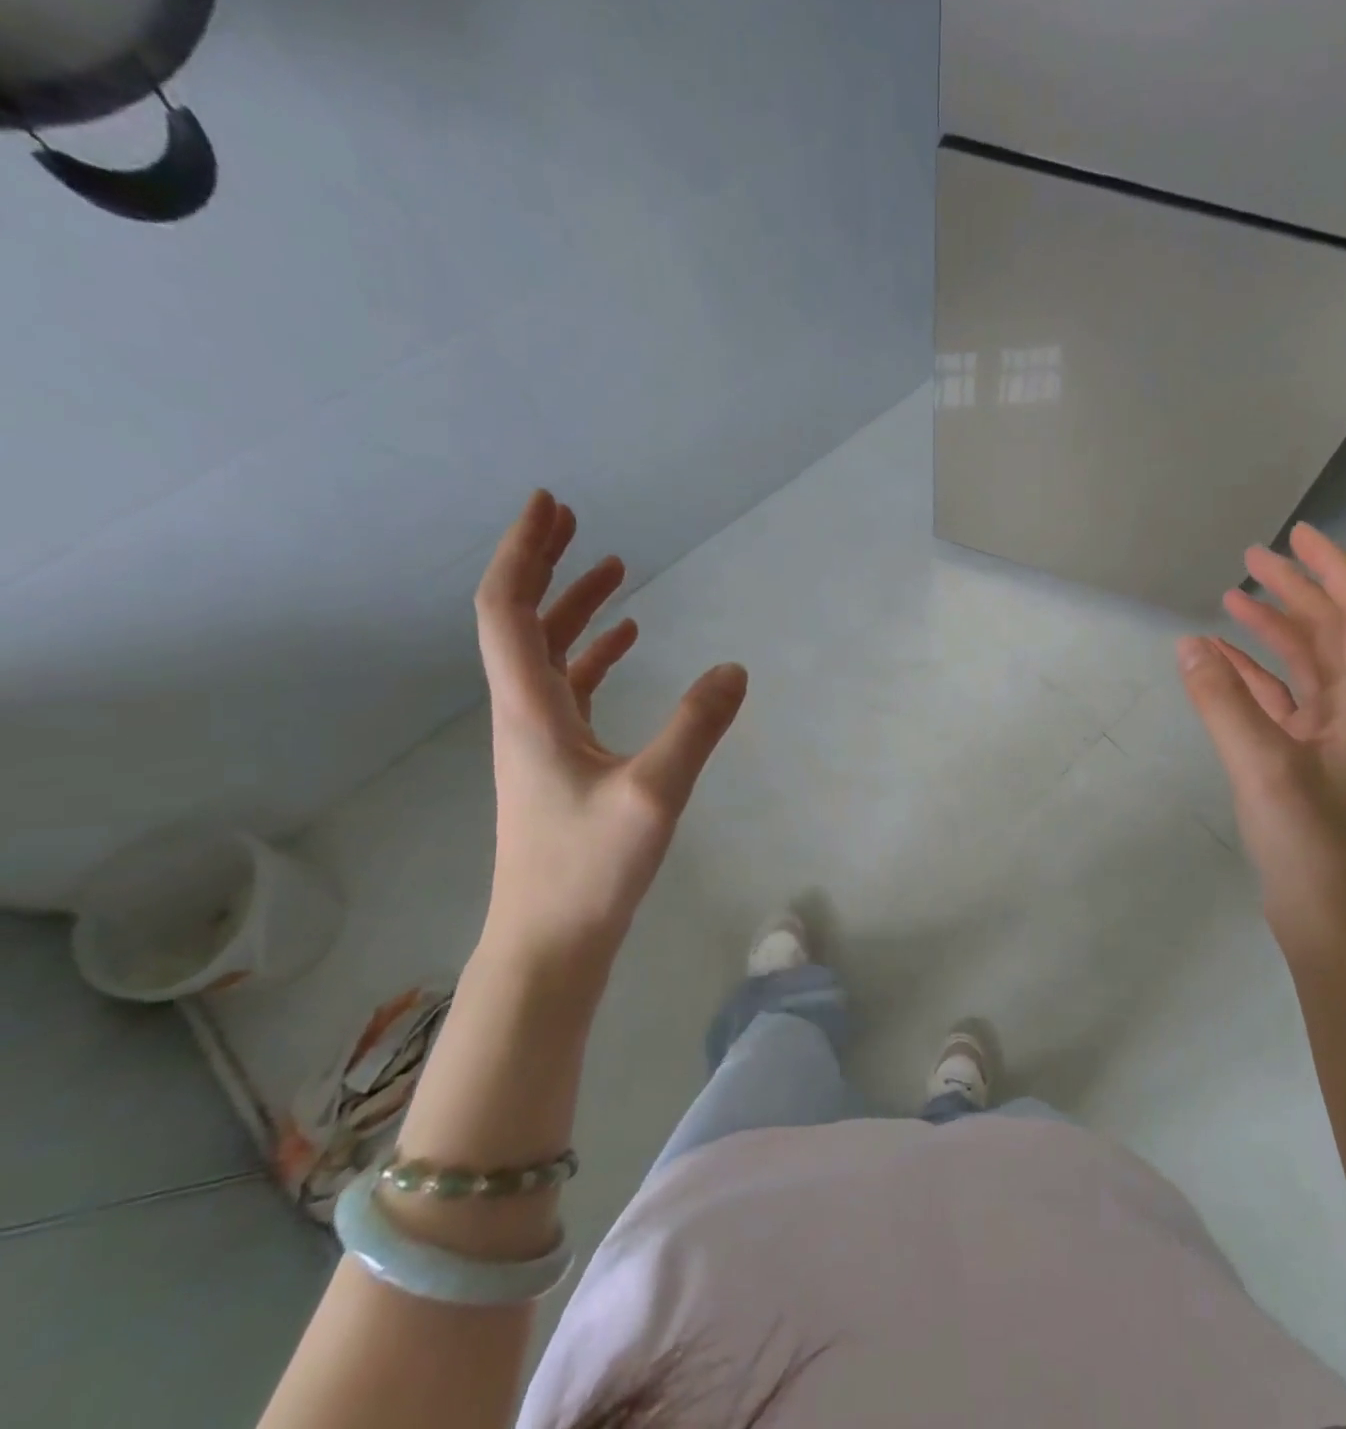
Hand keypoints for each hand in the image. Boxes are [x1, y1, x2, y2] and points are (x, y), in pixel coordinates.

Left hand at [474, 491, 746, 965]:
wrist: (550, 942)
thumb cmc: (589, 869)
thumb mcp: (655, 793)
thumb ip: (697, 726)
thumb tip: (735, 668)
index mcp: (531, 709)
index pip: (508, 610)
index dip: (524, 552)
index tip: (550, 505)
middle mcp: (526, 713)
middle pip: (521, 621)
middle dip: (546, 565)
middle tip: (574, 519)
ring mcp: (541, 739)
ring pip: (549, 654)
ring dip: (575, 607)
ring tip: (614, 569)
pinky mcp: (562, 762)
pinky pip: (572, 688)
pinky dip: (595, 654)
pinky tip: (627, 643)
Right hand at [1179, 523, 1345, 952]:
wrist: (1328, 916)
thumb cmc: (1310, 841)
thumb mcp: (1263, 765)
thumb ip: (1223, 701)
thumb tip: (1188, 645)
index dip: (1333, 568)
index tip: (1296, 536)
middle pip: (1333, 631)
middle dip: (1295, 591)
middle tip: (1251, 558)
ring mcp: (1332, 734)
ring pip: (1306, 663)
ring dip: (1273, 629)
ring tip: (1231, 599)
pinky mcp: (1305, 757)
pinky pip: (1280, 698)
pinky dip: (1253, 674)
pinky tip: (1219, 662)